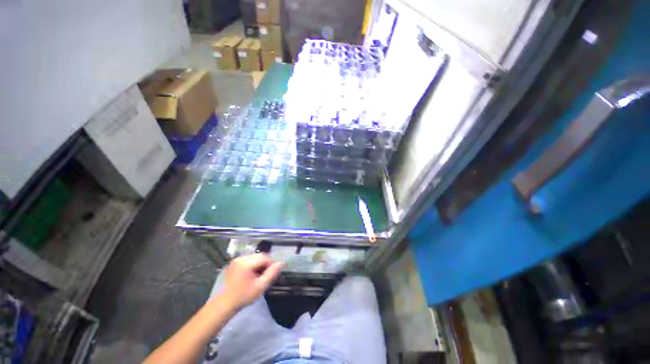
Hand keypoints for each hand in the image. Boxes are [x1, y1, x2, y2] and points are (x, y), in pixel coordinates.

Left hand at [218, 254, 283, 310]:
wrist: (224, 304)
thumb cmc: (243, 296)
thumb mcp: (260, 286)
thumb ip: (272, 273)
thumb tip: (281, 263)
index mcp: (246, 263)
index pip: (265, 257)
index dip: (271, 264)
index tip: (272, 274)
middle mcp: (241, 258)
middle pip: (259, 256)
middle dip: (265, 264)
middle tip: (266, 276)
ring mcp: (236, 260)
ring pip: (254, 258)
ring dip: (259, 264)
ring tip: (259, 276)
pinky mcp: (234, 263)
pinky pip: (248, 260)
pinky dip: (253, 265)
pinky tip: (252, 275)